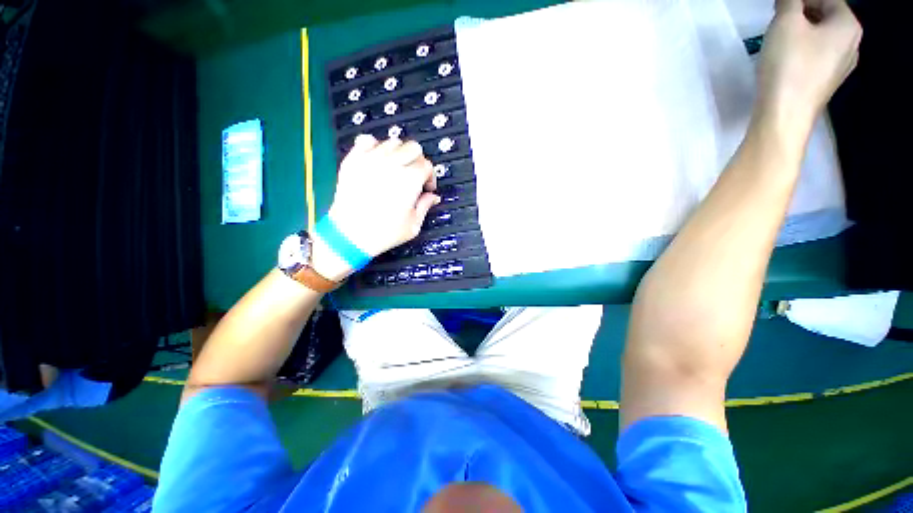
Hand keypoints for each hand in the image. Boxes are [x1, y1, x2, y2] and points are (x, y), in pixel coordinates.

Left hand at [311, 135, 439, 280]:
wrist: (350, 235)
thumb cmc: (384, 233)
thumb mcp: (413, 225)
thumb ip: (425, 206)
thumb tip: (433, 196)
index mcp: (409, 180)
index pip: (427, 165)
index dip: (430, 176)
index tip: (426, 188)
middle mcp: (392, 165)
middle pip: (413, 147)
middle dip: (418, 161)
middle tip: (414, 176)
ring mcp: (371, 160)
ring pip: (393, 142)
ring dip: (399, 154)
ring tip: (395, 169)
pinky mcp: (353, 160)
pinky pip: (367, 140)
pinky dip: (375, 146)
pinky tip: (377, 160)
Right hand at [756, 0, 861, 127]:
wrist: (784, 115)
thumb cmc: (789, 65)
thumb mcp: (785, 23)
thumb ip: (789, 1)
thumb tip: (790, 1)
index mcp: (848, 25)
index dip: (800, 0)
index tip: (779, 7)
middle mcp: (852, 44)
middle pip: (825, 17)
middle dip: (801, 15)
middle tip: (777, 21)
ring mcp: (841, 67)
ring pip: (821, 38)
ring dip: (801, 34)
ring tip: (780, 41)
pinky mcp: (826, 83)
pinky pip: (817, 57)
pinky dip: (802, 52)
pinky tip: (787, 60)